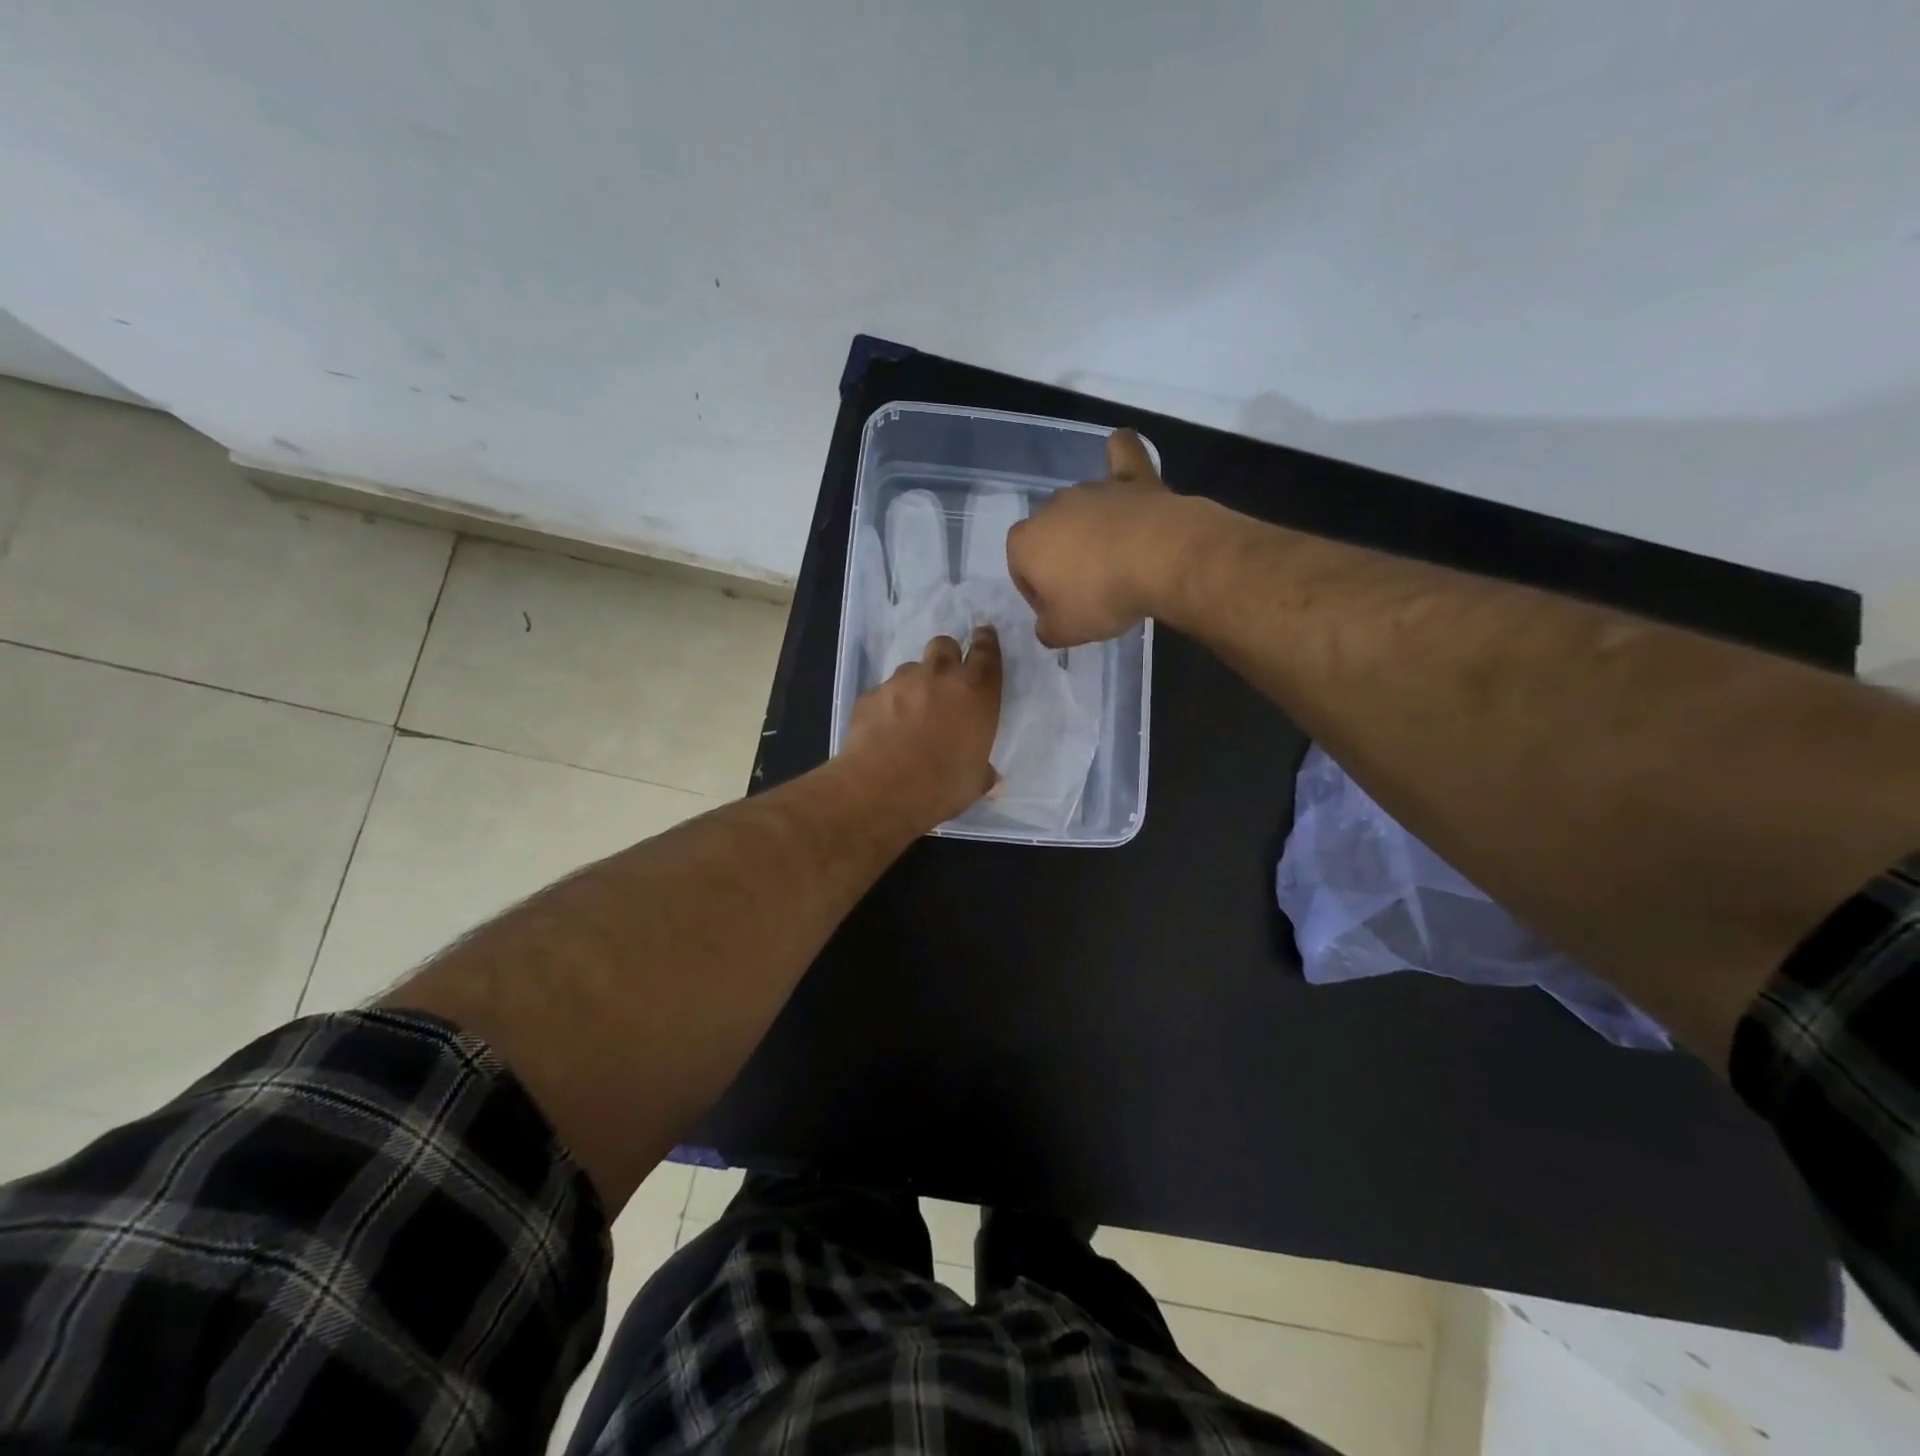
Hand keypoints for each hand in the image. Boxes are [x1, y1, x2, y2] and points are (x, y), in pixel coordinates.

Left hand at [843, 625, 1002, 825]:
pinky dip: (887, 704)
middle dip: (947, 655)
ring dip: (915, 683)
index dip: (986, 640)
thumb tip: (990, 778)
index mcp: (976, 692)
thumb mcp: (974, 781)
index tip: (984, 633)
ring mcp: (901, 681)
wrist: (883, 787)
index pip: (986, 652)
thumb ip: (982, 771)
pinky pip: (883, 692)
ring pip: (911, 668)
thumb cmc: (942, 785)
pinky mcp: (870, 694)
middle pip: (945, 645)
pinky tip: (884, 729)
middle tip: (945, 678)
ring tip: (910, 712)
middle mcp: (940, 677)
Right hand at [1006, 429, 1181, 646]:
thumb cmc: (1101, 597)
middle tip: (1091, 590)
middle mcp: (1052, 507)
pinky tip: (1120, 462)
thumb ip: (1047, 630)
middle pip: (1050, 537)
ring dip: (1091, 529)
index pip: (1021, 570)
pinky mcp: (1132, 477)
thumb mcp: (1065, 631)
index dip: (1039, 594)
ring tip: (1119, 559)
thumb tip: (1047, 626)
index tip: (1063, 610)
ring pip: (1082, 508)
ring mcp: (1093, 488)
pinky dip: (1119, 459)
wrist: (1161, 560)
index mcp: (1025, 542)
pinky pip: (1121, 457)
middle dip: (1063, 559)